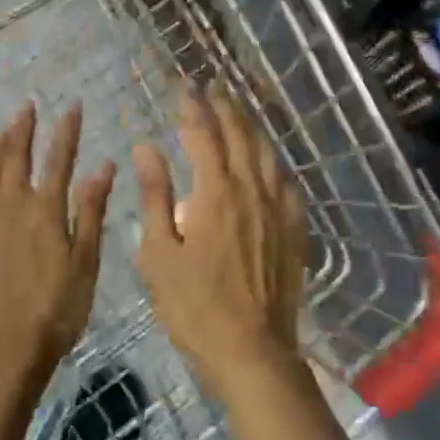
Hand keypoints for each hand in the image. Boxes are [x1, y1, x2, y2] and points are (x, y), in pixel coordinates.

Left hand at [0, 103, 114, 389]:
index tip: (71, 106)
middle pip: (16, 158)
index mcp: (45, 209)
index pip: (59, 158)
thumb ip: (91, 209)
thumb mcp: (86, 260)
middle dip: (23, 129)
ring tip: (2, 130)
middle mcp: (12, 207)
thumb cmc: (58, 306)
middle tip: (27, 108)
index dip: (66, 131)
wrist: (6, 349)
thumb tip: (103, 165)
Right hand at [134, 90, 305, 403]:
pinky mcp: (294, 230)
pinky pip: (286, 183)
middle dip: (225, 107)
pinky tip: (270, 162)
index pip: (204, 135)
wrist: (252, 352)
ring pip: (266, 154)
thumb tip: (146, 147)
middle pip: (240, 136)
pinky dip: (274, 162)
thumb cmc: (194, 307)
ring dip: (251, 127)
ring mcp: (278, 209)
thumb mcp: (159, 254)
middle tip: (214, 87)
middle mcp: (251, 190)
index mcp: (216, 192)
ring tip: (240, 112)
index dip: (193, 108)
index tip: (184, 89)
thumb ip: (154, 195)